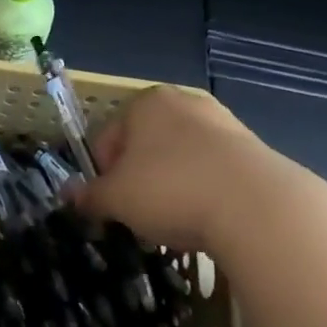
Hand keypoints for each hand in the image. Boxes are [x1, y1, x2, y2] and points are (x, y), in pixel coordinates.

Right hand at [71, 87, 298, 254]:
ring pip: (180, 159)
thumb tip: (69, 196)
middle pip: (145, 146)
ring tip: (177, 224)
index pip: (107, 139)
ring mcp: (222, 122)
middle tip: (141, 217)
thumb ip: (90, 196)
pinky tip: (208, 220)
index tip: (111, 208)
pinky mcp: (253, 149)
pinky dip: (204, 192)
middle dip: (138, 181)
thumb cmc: (171, 190)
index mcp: (145, 103)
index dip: (102, 176)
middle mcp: (183, 102)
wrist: (257, 206)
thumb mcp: (117, 198)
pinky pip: (213, 171)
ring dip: (171, 187)